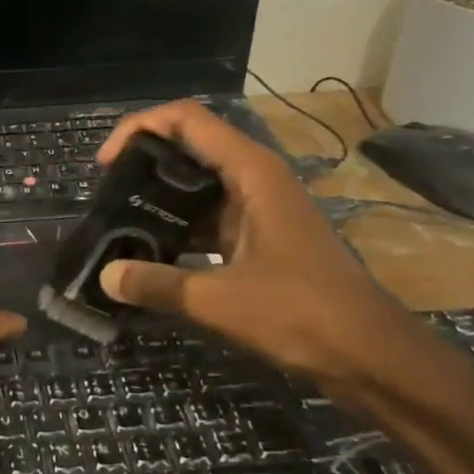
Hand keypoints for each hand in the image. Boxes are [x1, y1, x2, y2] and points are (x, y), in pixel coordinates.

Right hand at [94, 100, 420, 382]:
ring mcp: (259, 207)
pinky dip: (177, 226)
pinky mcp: (258, 235)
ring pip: (197, 183)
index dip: (139, 128)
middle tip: (105, 194)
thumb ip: (157, 284)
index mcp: (251, 172)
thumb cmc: (300, 313)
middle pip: (189, 145)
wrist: (369, 354)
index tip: (105, 164)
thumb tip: (105, 277)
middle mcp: (255, 178)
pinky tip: (150, 252)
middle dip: (143, 161)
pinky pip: (207, 215)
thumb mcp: (218, 300)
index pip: (186, 119)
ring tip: (118, 222)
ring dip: (158, 196)